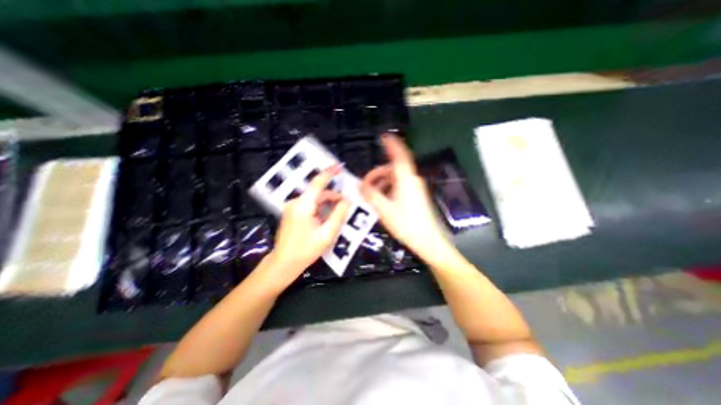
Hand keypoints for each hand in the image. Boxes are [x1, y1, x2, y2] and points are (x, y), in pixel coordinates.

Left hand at [267, 163, 351, 288]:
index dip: (329, 173)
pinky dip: (320, 208)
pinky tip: (326, 218)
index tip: (340, 166)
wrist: (283, 263)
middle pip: (318, 193)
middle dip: (333, 197)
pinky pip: (309, 205)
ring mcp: (292, 207)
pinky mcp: (291, 212)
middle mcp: (296, 202)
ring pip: (314, 199)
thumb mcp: (327, 234)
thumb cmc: (306, 250)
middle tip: (346, 205)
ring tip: (337, 215)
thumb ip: (339, 215)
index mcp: (304, 205)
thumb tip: (348, 200)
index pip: (318, 183)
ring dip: (327, 204)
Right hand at [358, 134, 448, 262]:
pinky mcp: (416, 196)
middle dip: (377, 174)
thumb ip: (371, 195)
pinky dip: (389, 188)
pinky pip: (399, 186)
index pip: (399, 156)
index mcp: (405, 180)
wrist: (427, 240)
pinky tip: (382, 199)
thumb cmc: (406, 224)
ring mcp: (415, 188)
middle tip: (365, 184)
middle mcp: (412, 180)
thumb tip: (360, 185)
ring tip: (371, 194)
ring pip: (395, 178)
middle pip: (393, 169)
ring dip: (382, 182)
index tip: (384, 137)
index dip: (392, 145)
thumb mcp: (384, 209)